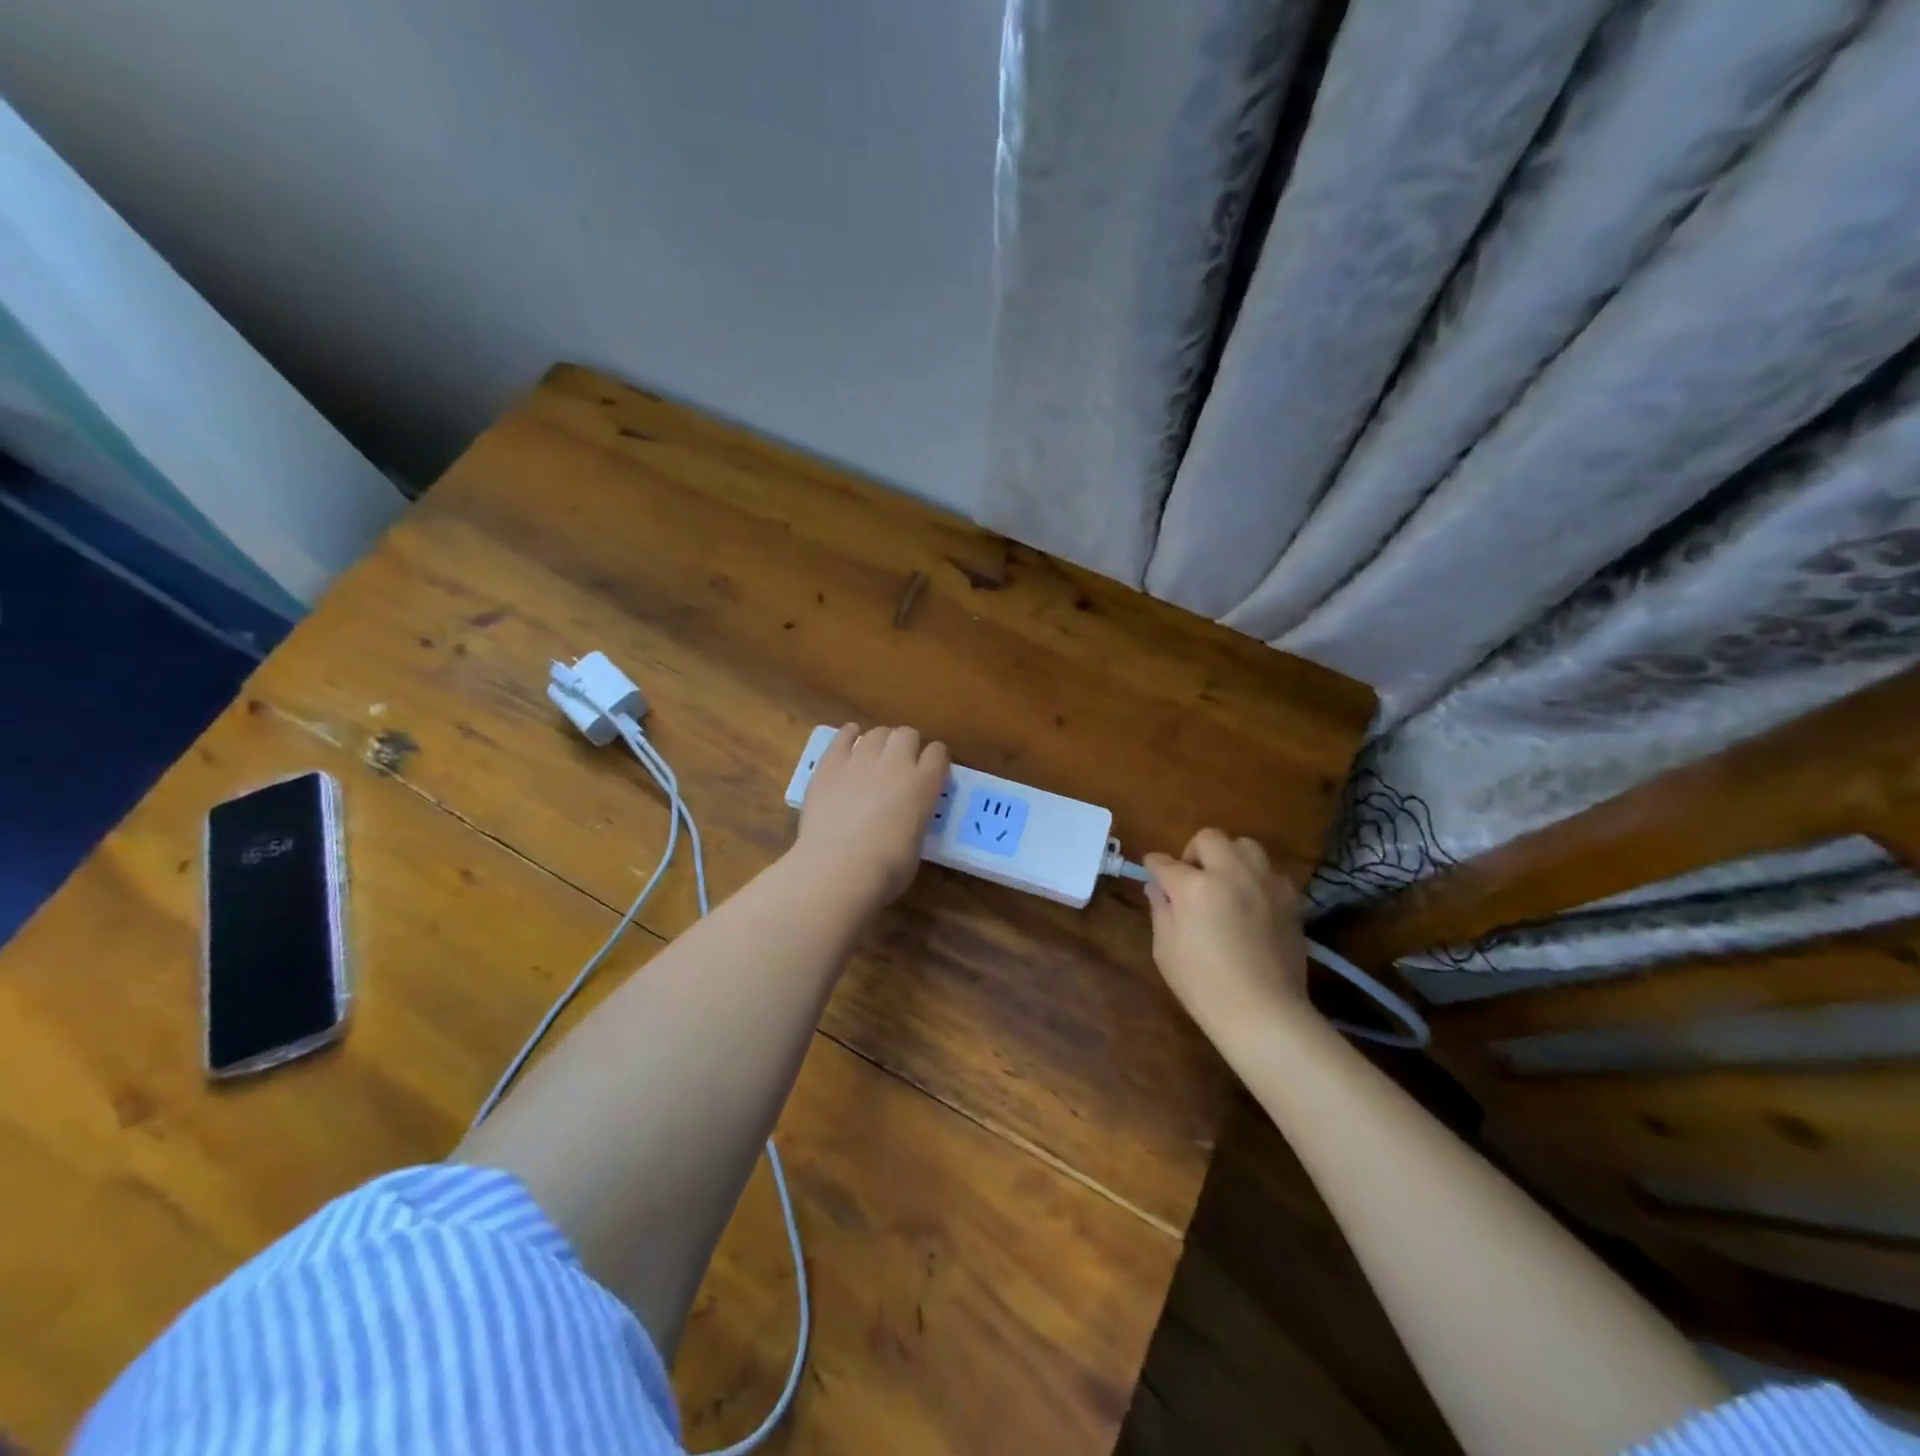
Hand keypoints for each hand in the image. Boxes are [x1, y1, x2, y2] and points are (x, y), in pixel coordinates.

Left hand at [792, 724, 949, 907]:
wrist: (837, 870)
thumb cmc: (884, 870)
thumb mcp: (916, 843)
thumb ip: (916, 818)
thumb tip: (907, 815)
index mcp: (923, 784)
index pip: (938, 753)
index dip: (936, 759)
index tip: (932, 770)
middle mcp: (895, 763)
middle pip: (907, 734)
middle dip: (908, 745)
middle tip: (902, 764)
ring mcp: (860, 760)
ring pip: (877, 733)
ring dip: (881, 742)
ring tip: (875, 756)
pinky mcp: (830, 765)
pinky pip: (842, 737)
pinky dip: (849, 735)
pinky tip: (850, 739)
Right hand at [1143, 829, 1311, 1032]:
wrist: (1264, 1012)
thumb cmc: (1203, 985)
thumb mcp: (1165, 949)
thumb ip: (1161, 910)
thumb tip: (1159, 888)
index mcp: (1194, 886)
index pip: (1164, 862)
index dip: (1153, 867)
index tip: (1152, 873)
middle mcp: (1231, 873)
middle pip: (1209, 838)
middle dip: (1193, 852)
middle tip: (1191, 879)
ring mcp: (1265, 883)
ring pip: (1245, 846)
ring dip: (1229, 857)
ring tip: (1225, 884)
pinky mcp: (1290, 899)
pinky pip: (1271, 872)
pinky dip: (1257, 879)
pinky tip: (1252, 903)